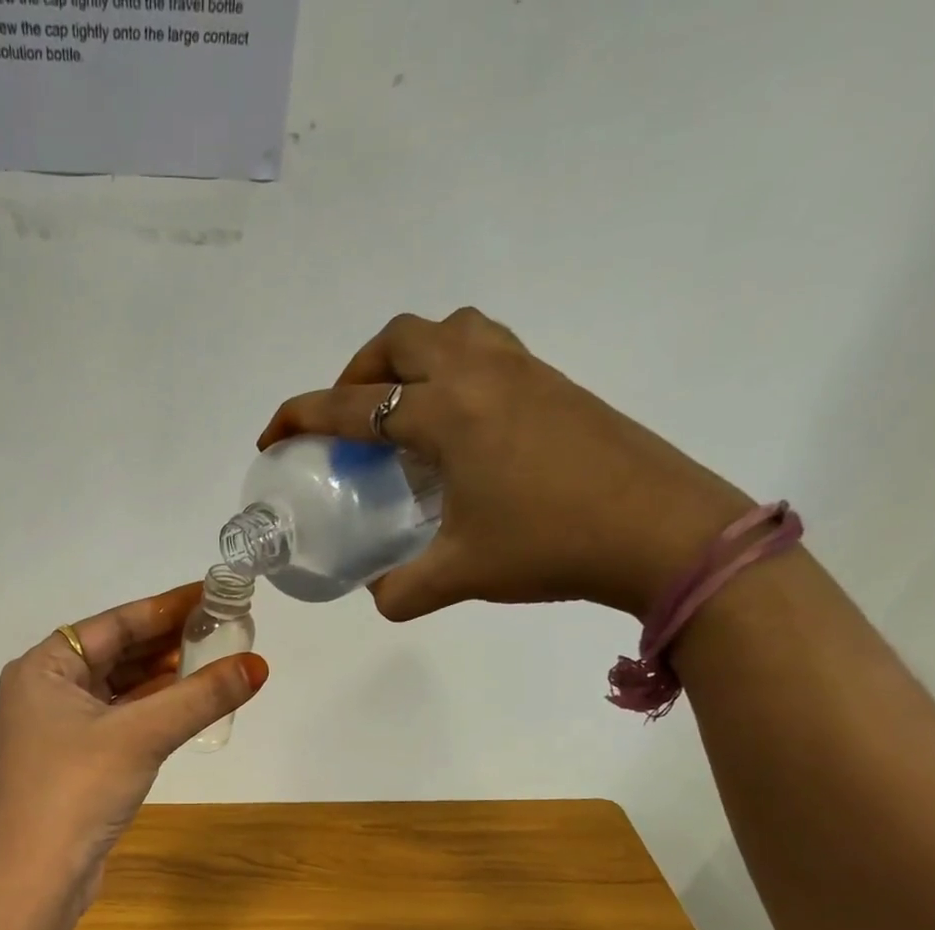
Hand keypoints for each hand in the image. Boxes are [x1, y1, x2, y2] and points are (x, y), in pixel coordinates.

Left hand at [0, 583, 268, 915]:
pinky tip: (187, 702)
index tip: (212, 594)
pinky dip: (151, 709)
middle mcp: (44, 690)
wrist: (36, 879)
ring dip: (162, 676)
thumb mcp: (142, 736)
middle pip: (115, 652)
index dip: (166, 608)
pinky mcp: (72, 759)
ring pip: (118, 687)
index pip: (113, 623)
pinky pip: (118, 718)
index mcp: (42, 668)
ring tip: (214, 659)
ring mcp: (56, 727)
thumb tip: (258, 666)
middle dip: (168, 642)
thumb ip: (200, 697)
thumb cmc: (78, 791)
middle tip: (222, 627)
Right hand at [259, 309, 754, 620]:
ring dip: (411, 356)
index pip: (352, 405)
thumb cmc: (551, 545)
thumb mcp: (460, 575)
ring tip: (402, 407)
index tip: (272, 436)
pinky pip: (489, 348)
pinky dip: (455, 367)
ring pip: (450, 329)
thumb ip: (400, 589)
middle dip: (357, 371)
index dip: (301, 417)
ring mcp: (524, 371)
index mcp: (446, 413)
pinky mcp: (556, 383)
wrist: (662, 531)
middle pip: (400, 338)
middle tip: (346, 419)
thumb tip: (376, 594)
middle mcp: (479, 375)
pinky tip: (461, 424)